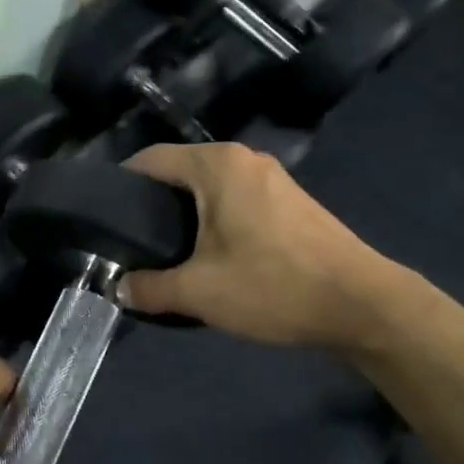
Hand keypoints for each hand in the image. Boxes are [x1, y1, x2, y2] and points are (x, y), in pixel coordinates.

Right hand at [120, 142, 382, 347]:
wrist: (360, 304)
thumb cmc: (272, 286)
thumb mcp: (198, 292)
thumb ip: (148, 287)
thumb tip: (118, 287)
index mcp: (217, 166)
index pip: (150, 159)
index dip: (120, 185)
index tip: (103, 218)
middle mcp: (244, 159)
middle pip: (180, 171)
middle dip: (151, 203)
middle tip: (130, 242)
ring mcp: (272, 178)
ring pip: (209, 187)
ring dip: (184, 213)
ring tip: (164, 251)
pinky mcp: (289, 201)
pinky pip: (235, 199)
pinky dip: (213, 219)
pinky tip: (209, 254)